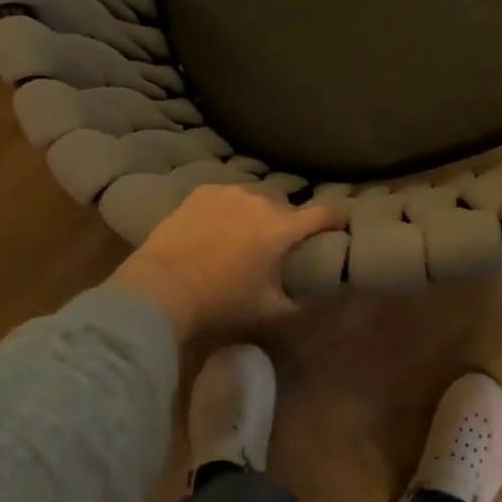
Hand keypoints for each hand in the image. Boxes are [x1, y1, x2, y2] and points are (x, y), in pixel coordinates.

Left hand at [110, 185, 344, 342]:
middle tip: (277, 245)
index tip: (339, 227)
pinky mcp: (202, 191)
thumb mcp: (268, 309)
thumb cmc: (221, 301)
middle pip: (286, 206)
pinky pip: (227, 195)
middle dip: (287, 222)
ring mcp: (229, 191)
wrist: (162, 287)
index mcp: (282, 227)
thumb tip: (313, 296)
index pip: (324, 213)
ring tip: (244, 234)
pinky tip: (217, 227)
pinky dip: (229, 208)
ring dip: (257, 213)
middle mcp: (260, 200)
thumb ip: (298, 302)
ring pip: (256, 197)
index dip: (336, 220)